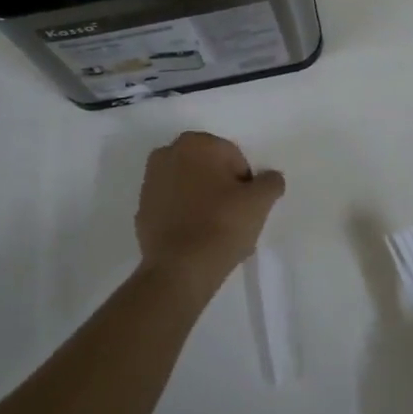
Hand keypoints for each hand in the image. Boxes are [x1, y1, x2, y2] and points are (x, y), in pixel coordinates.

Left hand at [135, 132, 284, 281]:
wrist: (180, 269)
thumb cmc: (222, 225)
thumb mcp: (260, 201)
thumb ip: (271, 182)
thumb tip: (269, 179)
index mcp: (196, 144)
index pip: (234, 158)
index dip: (245, 183)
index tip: (246, 206)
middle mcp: (167, 154)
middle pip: (209, 169)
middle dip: (222, 187)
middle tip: (233, 217)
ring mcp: (150, 183)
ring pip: (189, 186)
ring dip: (203, 200)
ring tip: (215, 231)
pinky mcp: (142, 210)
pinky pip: (173, 207)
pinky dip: (185, 215)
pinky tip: (196, 238)